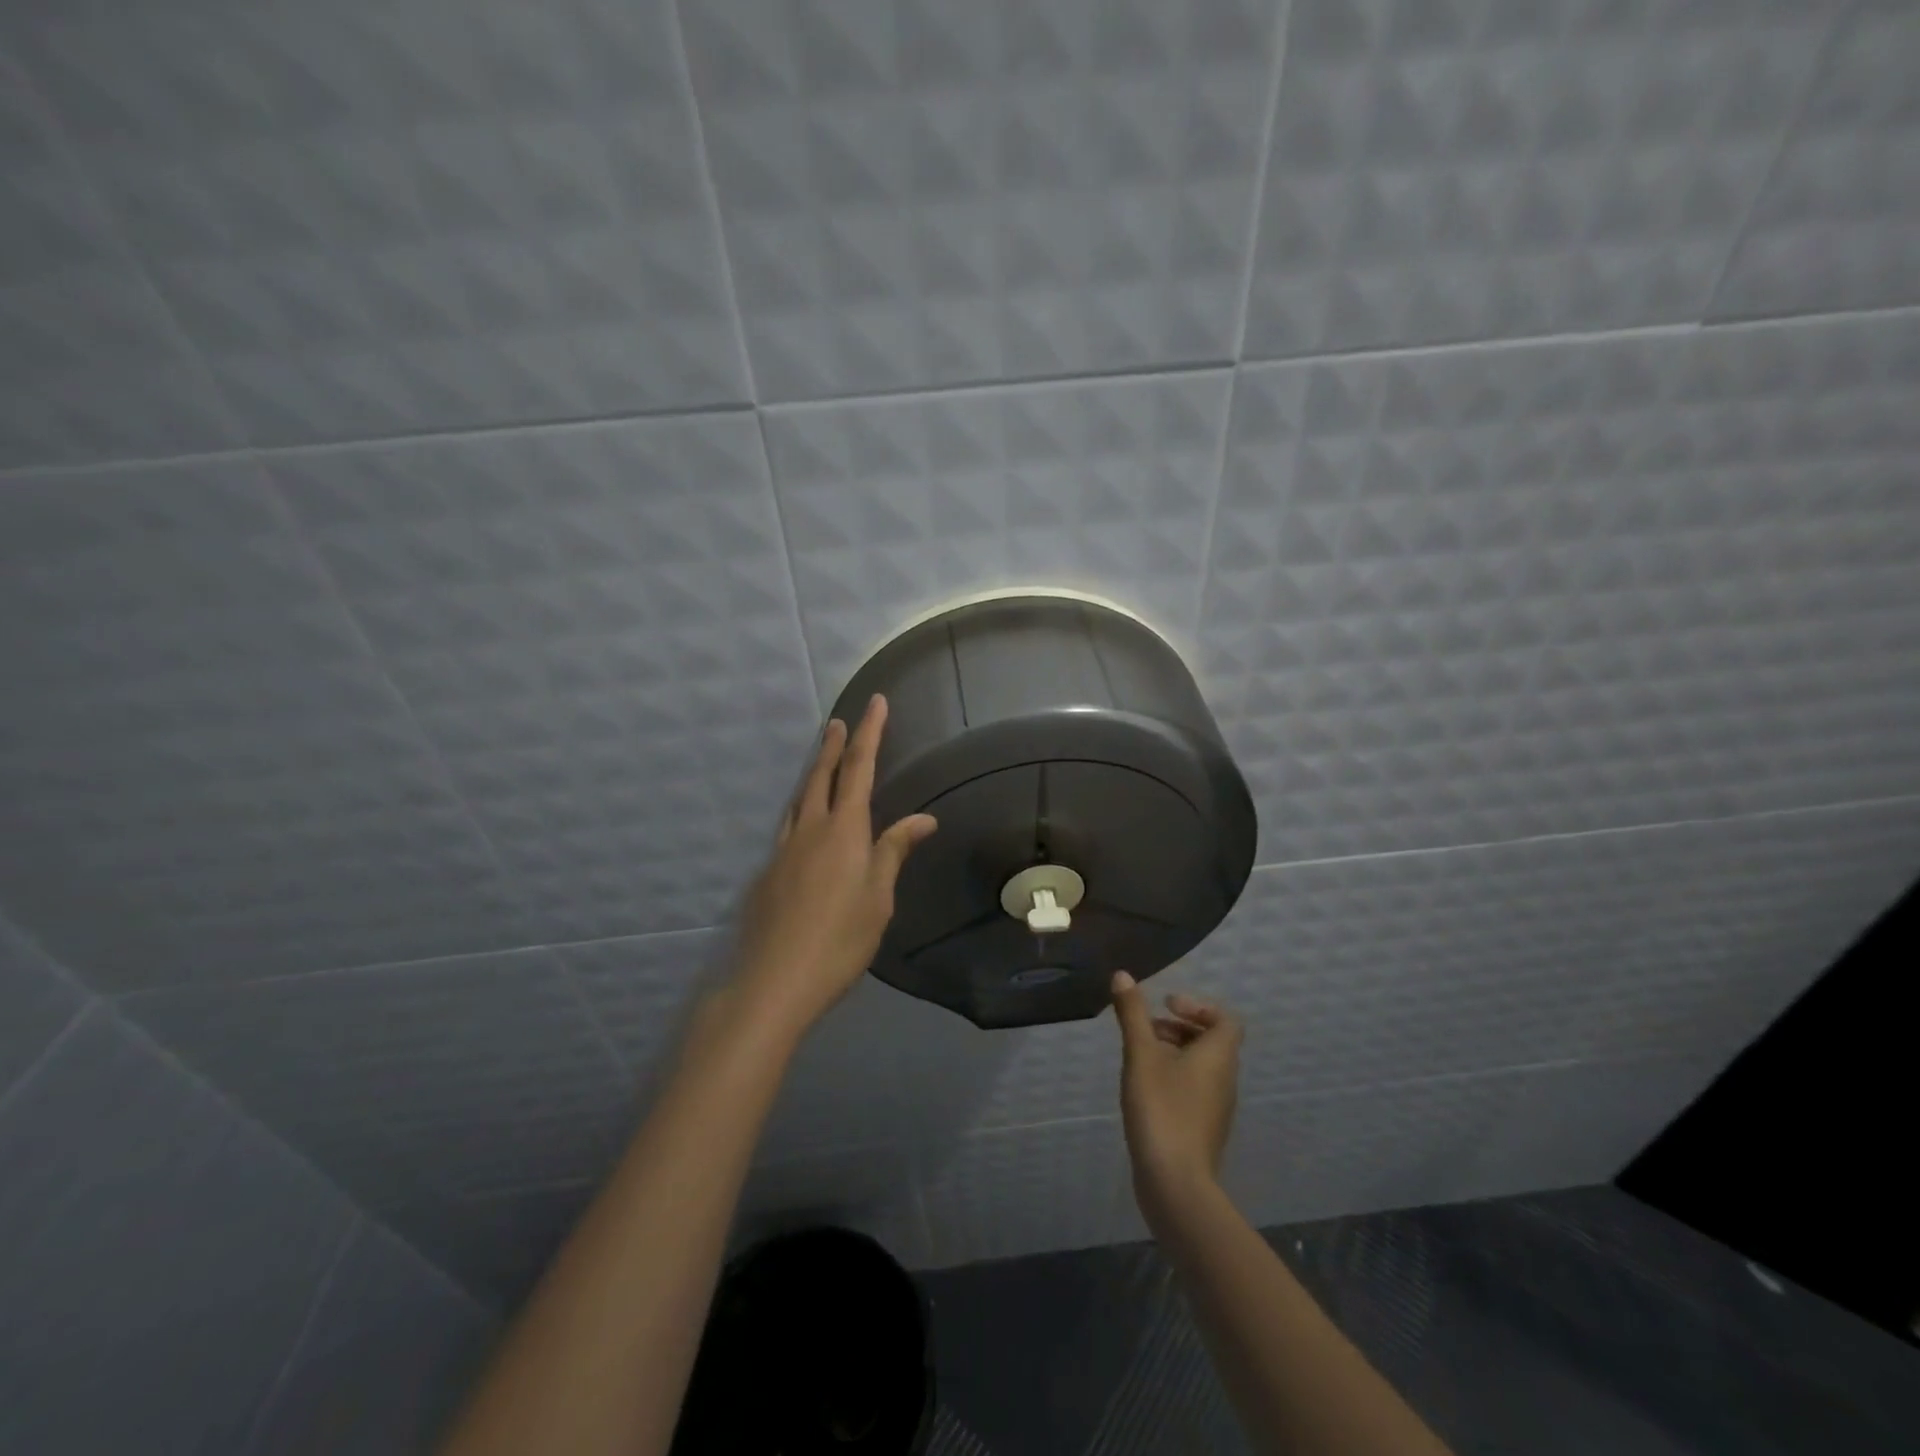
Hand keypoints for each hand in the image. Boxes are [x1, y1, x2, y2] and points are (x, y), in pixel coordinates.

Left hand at [730, 695, 936, 1039]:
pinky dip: (801, 809)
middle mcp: (810, 829)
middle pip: (822, 776)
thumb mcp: (878, 897)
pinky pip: (788, 826)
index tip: (875, 703)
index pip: (859, 769)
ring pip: (800, 798)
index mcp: (844, 830)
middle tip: (840, 721)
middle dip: (834, 746)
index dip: (869, 733)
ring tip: (822, 760)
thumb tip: (923, 818)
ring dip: (814, 773)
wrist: (774, 980)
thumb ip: (894, 851)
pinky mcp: (768, 872)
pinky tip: (805, 824)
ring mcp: (783, 849)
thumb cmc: (840, 940)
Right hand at [1111, 972, 1242, 1219]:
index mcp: (1218, 1056)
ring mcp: (1217, 1108)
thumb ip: (1132, 1014)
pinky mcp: (1204, 1130)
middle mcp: (1225, 1079)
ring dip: (1174, 1052)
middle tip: (1147, 1028)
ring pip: (1201, 1067)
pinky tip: (1143, 1090)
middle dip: (1179, 1027)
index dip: (1199, 1006)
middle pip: (1212, 1041)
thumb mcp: (1141, 1054)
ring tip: (1139, 1057)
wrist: (1176, 1184)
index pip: (1226, 1020)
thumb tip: (1122, 975)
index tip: (1166, 1006)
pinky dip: (1174, 1078)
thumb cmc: (1162, 1109)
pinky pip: (1195, 1090)